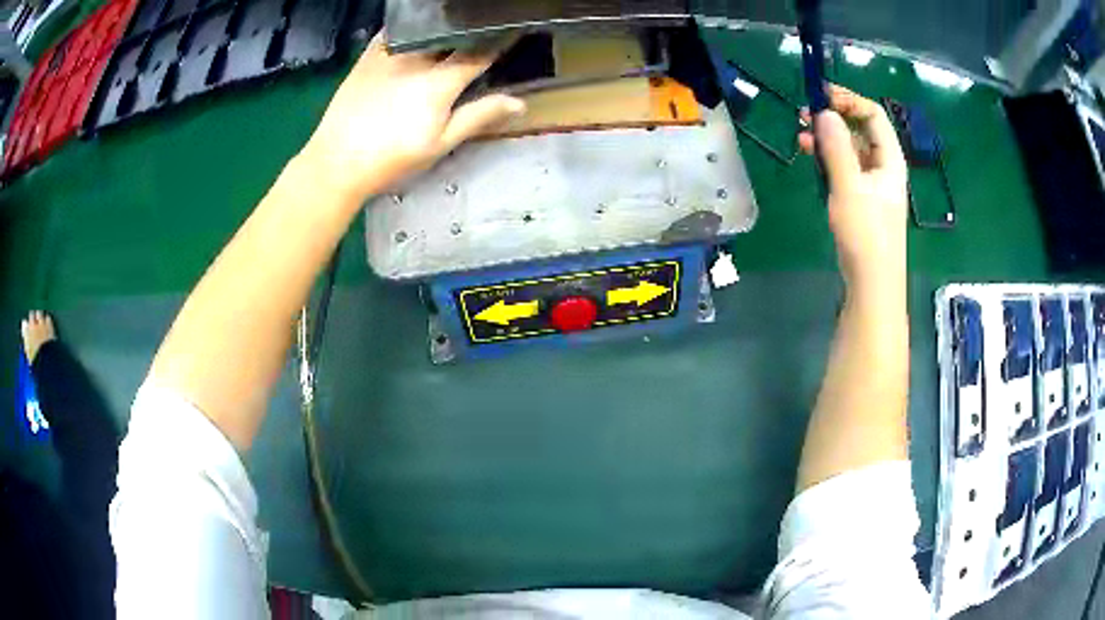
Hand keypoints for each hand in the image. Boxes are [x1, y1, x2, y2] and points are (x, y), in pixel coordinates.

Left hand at [297, 31, 525, 205]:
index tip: (510, 38)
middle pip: (453, 36)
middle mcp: (418, 59)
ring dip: (442, 29)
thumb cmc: (392, 158)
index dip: (498, 45)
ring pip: (425, 30)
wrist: (337, 162)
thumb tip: (520, 103)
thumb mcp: (440, 143)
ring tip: (449, 34)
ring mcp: (390, 54)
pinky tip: (415, 35)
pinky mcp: (367, 56)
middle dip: (470, 35)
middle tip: (478, 39)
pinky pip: (394, 31)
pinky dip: (410, 29)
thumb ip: (478, 116)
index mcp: (440, 81)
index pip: (479, 53)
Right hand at [799, 85, 907, 296]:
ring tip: (801, 138)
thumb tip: (824, 112)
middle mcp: (884, 166)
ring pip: (850, 148)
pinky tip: (812, 161)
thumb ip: (837, 147)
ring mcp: (873, 183)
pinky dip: (829, 160)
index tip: (820, 96)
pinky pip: (846, 168)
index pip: (873, 114)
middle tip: (804, 114)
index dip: (848, 100)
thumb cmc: (866, 233)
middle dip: (834, 118)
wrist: (872, 282)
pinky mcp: (862, 198)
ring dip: (827, 139)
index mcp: (889, 158)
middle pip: (861, 129)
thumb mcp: (849, 187)